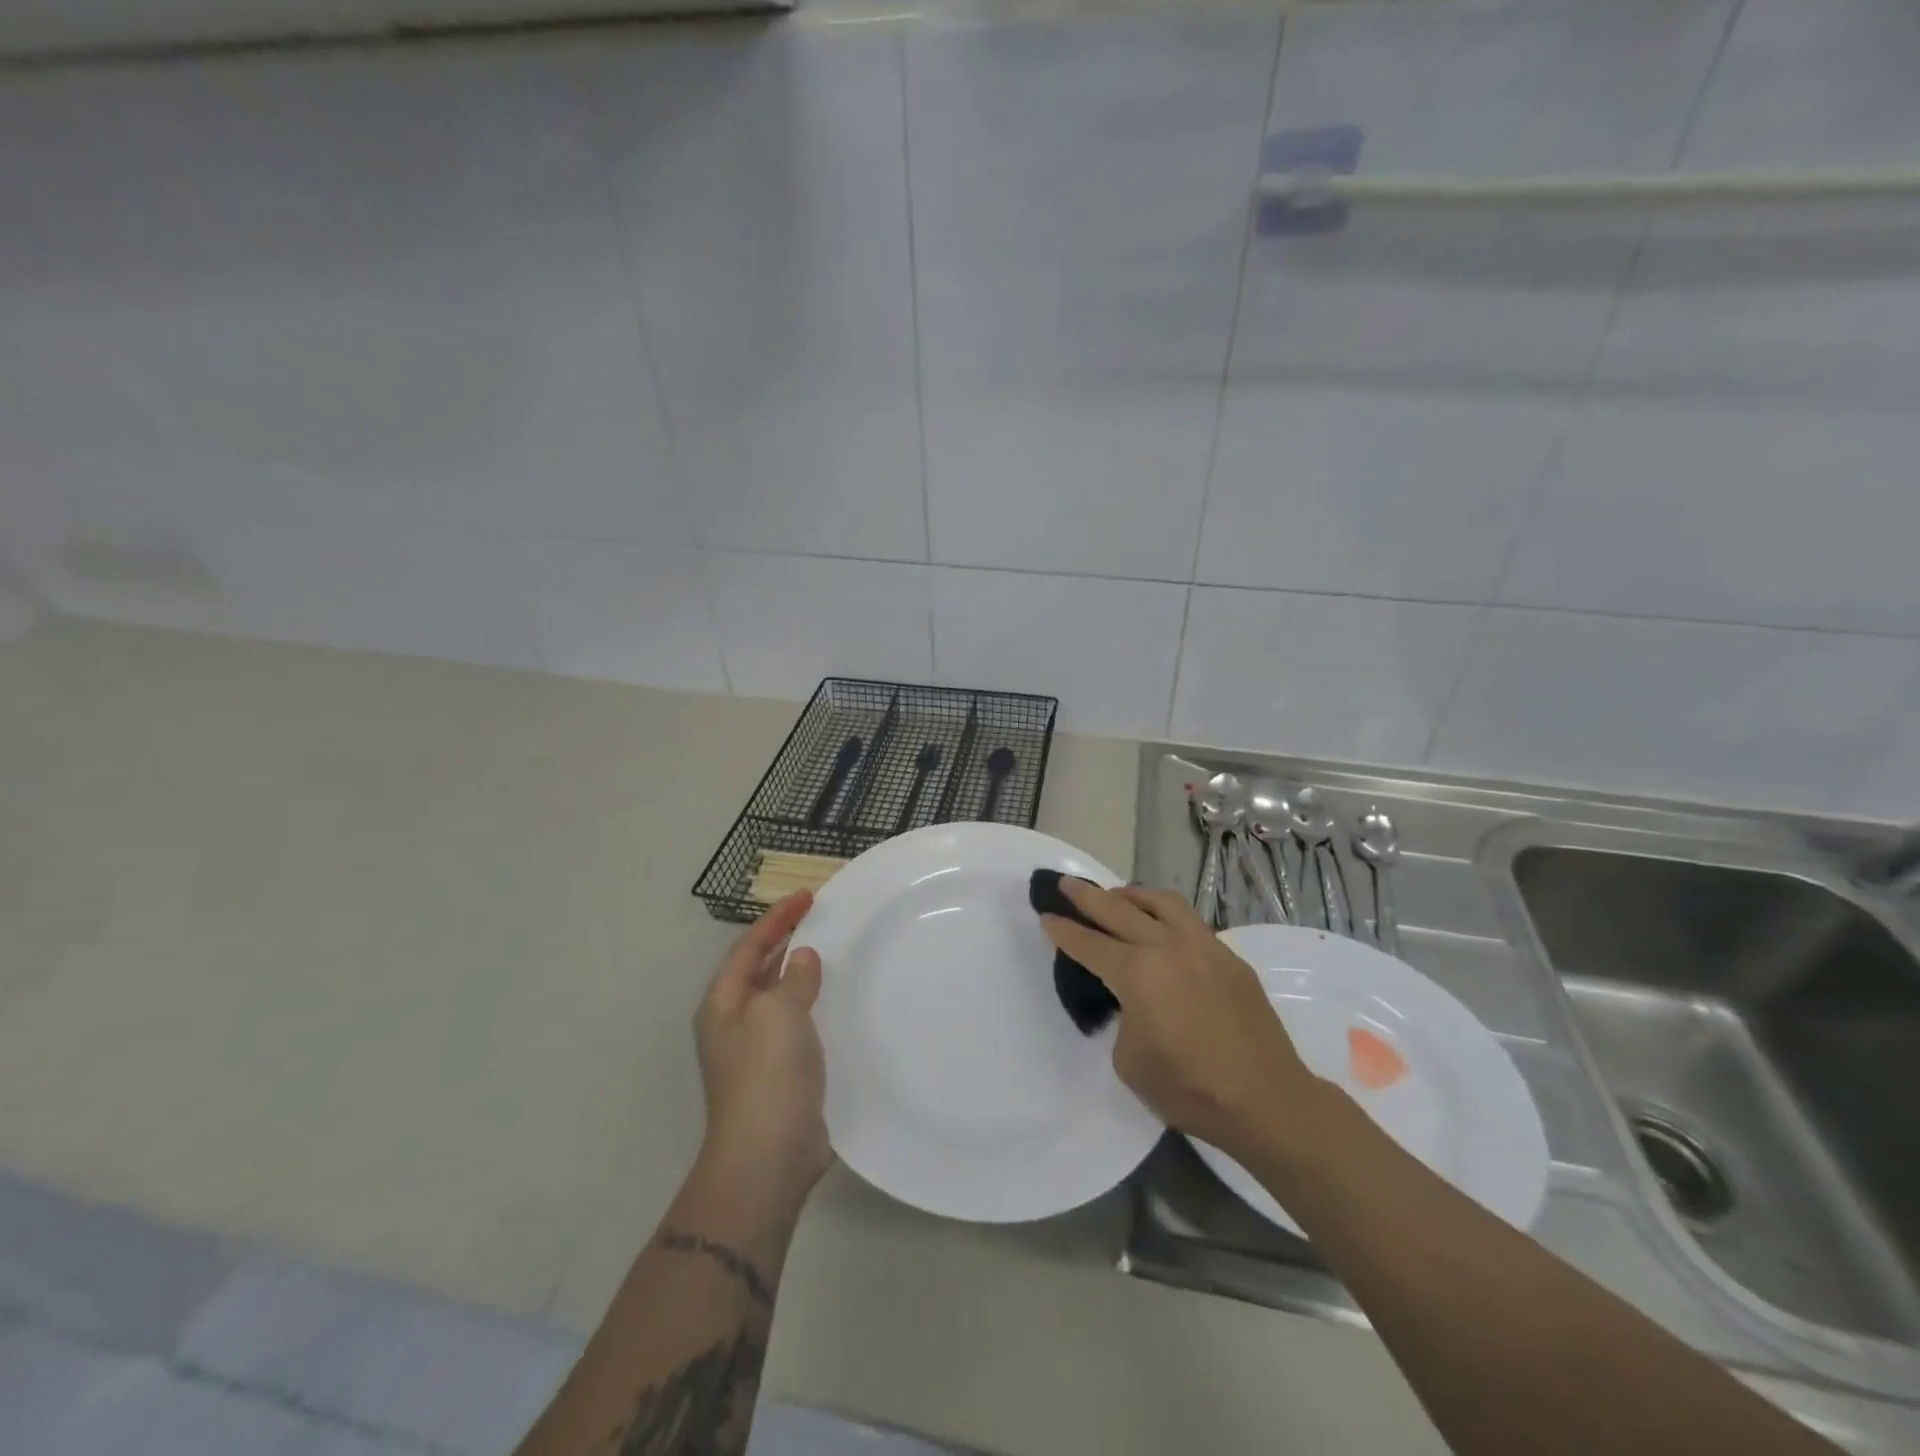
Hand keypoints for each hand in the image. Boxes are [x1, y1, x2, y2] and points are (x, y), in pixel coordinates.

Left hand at [694, 891, 832, 1205]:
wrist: (769, 1154)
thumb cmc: (766, 1073)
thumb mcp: (778, 1012)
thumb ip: (793, 978)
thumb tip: (802, 958)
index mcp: (724, 1003)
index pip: (749, 946)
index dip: (777, 918)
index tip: (808, 895)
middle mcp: (737, 1022)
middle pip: (762, 968)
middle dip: (789, 940)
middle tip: (824, 917)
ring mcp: (759, 1050)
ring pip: (783, 997)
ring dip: (805, 973)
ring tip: (837, 951)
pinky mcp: (784, 1073)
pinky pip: (801, 1024)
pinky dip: (818, 1005)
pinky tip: (842, 1002)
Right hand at [1040, 880, 1325, 1159]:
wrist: (1267, 1101)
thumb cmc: (1190, 1089)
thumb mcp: (1130, 1060)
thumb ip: (1123, 1017)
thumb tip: (1133, 1001)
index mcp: (1137, 973)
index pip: (1089, 944)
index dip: (1064, 931)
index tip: (1046, 915)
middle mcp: (1167, 947)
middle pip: (1118, 910)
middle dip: (1087, 897)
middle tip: (1066, 884)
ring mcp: (1204, 947)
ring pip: (1161, 902)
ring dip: (1132, 894)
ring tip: (1117, 895)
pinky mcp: (1229, 957)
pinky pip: (1190, 922)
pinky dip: (1166, 915)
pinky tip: (1161, 929)